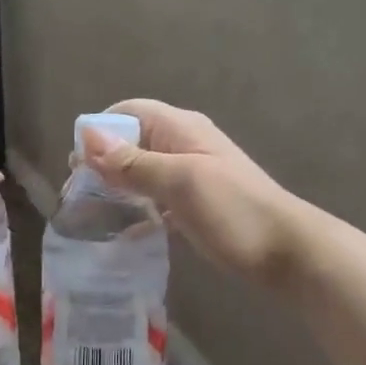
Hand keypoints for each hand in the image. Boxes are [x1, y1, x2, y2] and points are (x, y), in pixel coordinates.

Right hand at [82, 100, 302, 287]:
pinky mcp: (194, 203)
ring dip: (117, 186)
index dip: (99, 131)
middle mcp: (182, 144)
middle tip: (79, 195)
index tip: (77, 164)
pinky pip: (155, 197)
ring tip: (92, 213)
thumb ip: (133, 162)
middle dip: (102, 162)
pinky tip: (122, 230)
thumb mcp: (179, 182)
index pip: (128, 112)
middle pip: (131, 141)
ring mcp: (190, 174)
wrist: (288, 252)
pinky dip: (137, 207)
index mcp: (179, 128)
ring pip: (141, 171)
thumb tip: (86, 136)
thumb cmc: (234, 210)